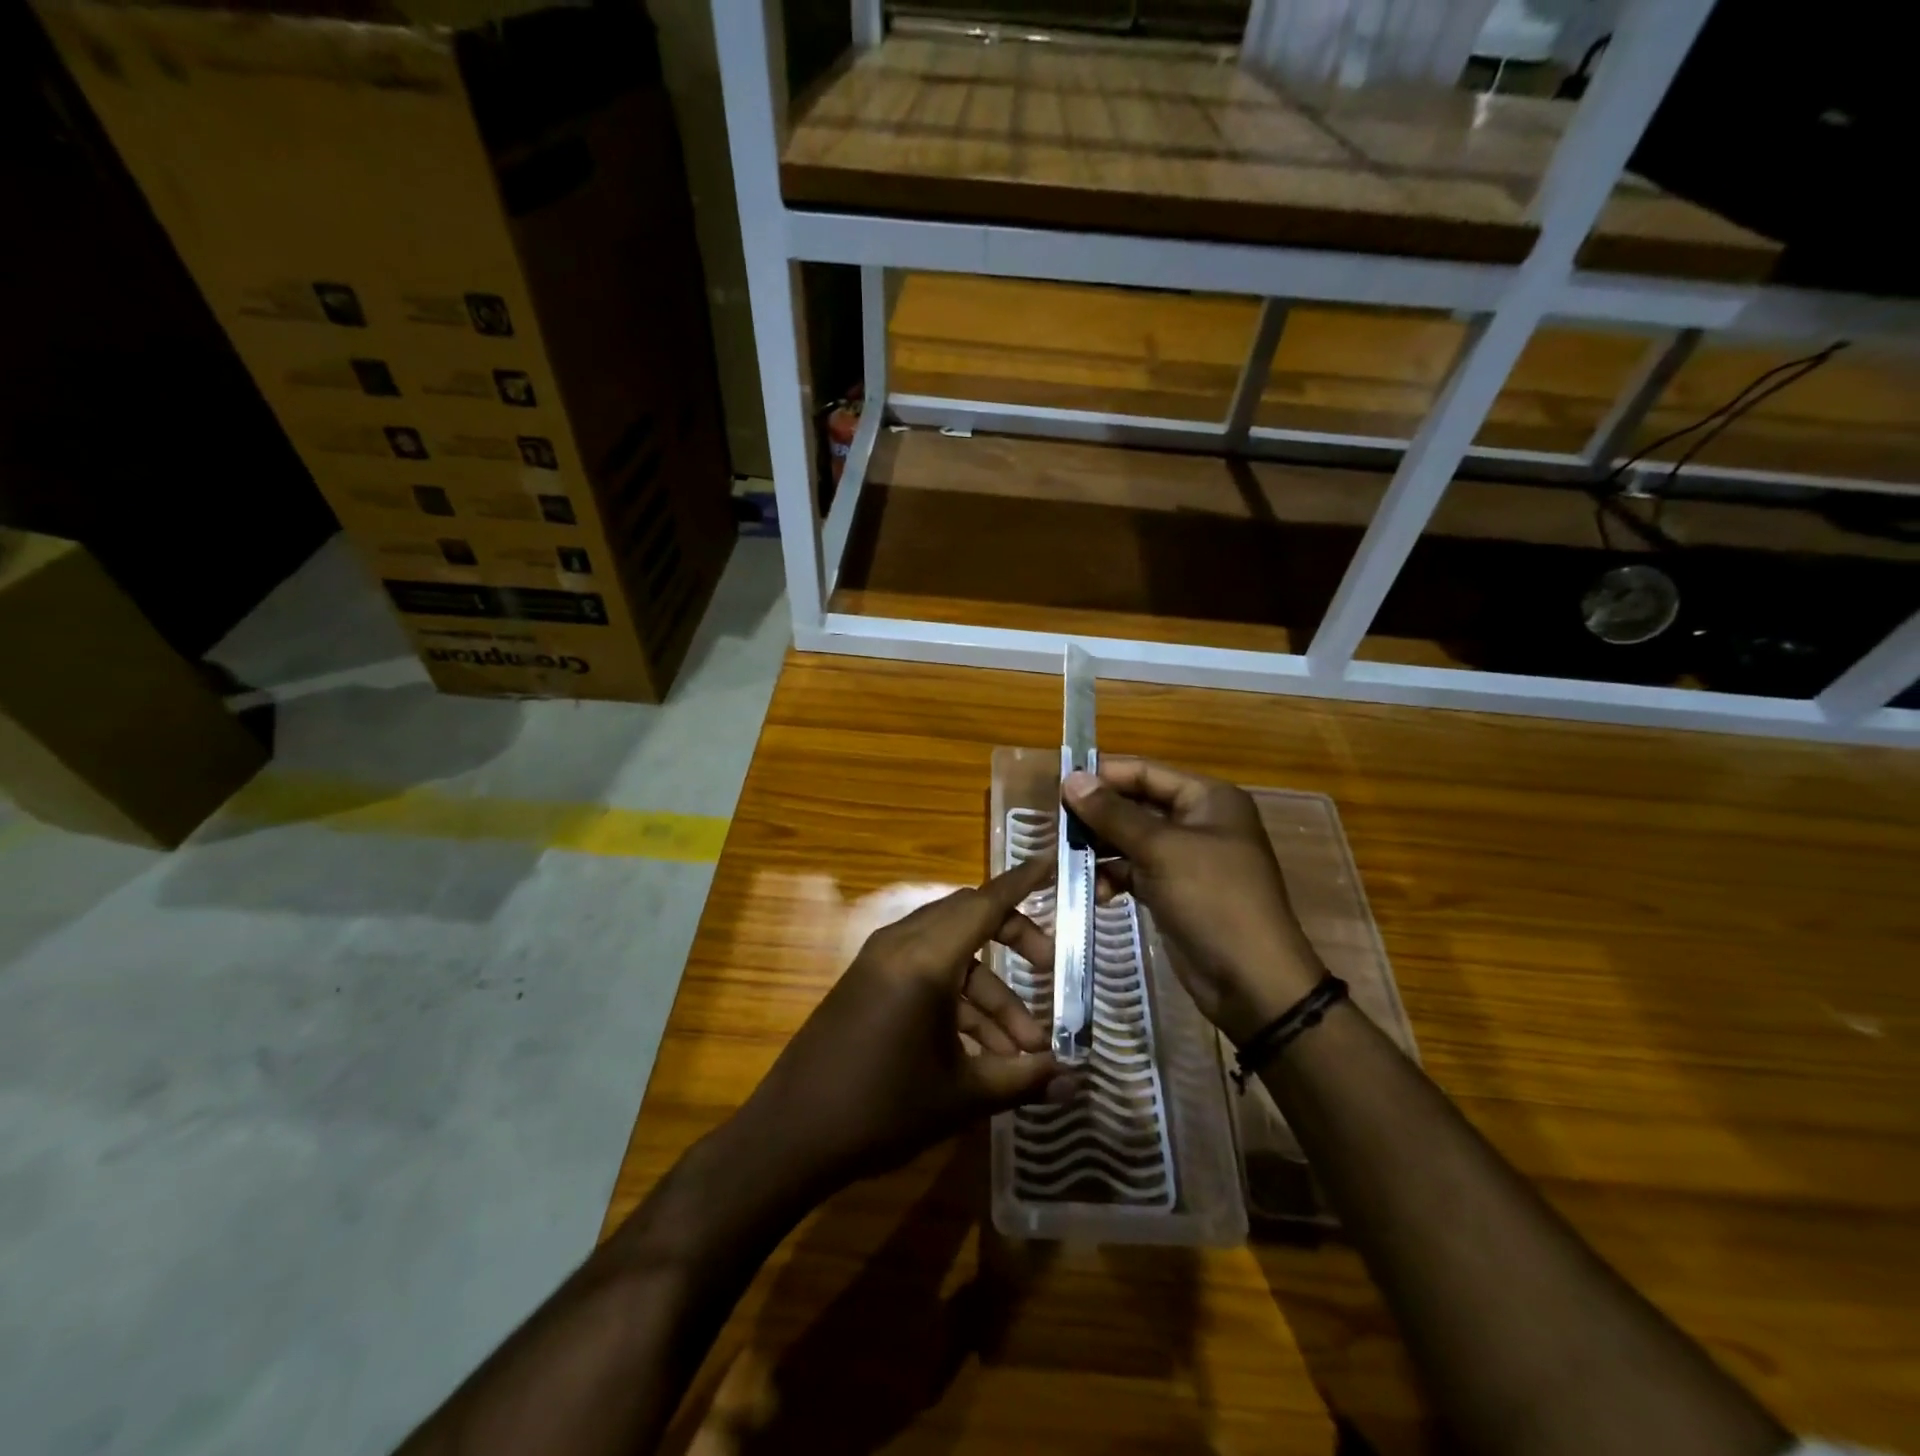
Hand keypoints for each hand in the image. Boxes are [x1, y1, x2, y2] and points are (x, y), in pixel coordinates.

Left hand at [733, 855, 1071, 1193]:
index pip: (984, 903)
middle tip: (1048, 970)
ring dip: (988, 993)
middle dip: (1014, 941)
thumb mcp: (961, 1096)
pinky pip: (924, 972)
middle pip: (969, 921)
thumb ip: (1022, 1080)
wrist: (791, 1136)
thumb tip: (1073, 1079)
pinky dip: (957, 1000)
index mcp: (925, 959)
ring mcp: (880, 962)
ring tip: (1023, 1050)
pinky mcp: (868, 982)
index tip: (1051, 862)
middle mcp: (901, 945)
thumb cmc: (881, 1110)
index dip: (1022, 883)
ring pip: (950, 955)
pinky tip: (982, 1051)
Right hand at [1064, 758, 1323, 1044]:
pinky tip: (1094, 889)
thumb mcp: (1160, 850)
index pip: (1146, 772)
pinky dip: (1114, 876)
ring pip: (1132, 840)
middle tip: (1056, 825)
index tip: (1059, 786)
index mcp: (1208, 798)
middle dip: (1098, 815)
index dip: (1104, 776)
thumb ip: (1113, 814)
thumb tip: (1071, 779)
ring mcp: (1186, 858)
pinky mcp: (1174, 891)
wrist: (1251, 981)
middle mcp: (1198, 821)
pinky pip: (1136, 871)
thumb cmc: (1212, 900)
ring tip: (1065, 857)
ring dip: (1100, 848)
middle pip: (1137, 805)